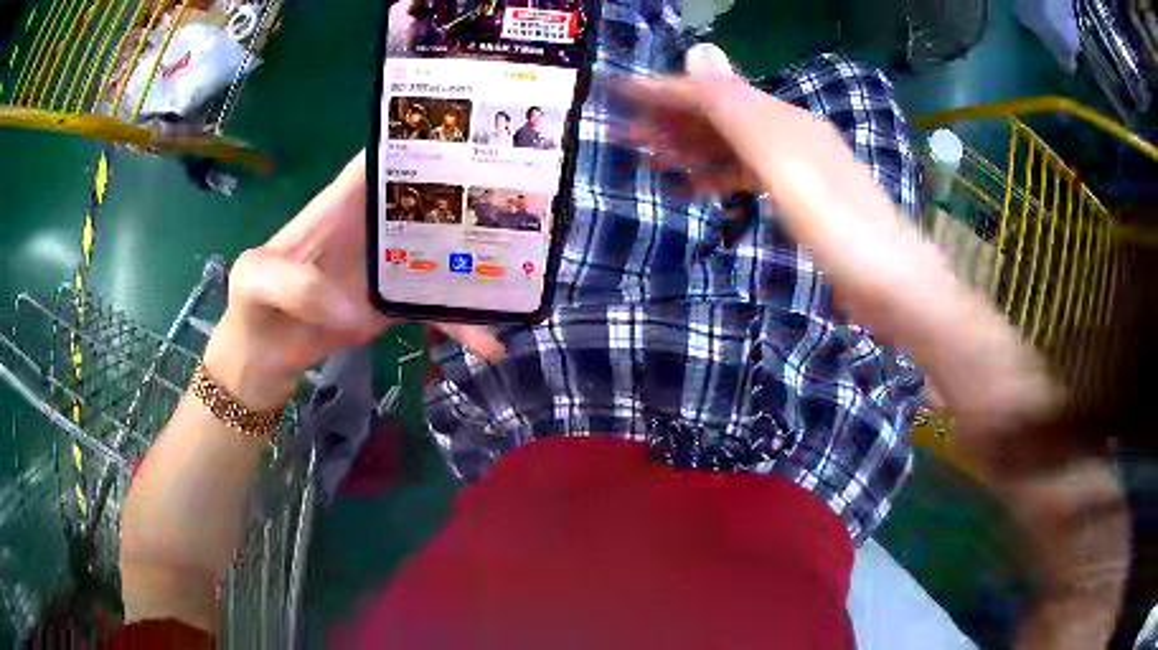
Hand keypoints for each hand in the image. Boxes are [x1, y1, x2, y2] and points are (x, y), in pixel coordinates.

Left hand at [203, 151, 503, 410]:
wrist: (263, 357)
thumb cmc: (253, 305)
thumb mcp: (255, 280)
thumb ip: (292, 282)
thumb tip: (348, 308)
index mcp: (341, 205)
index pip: (382, 158)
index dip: (420, 140)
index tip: (467, 133)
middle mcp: (372, 227)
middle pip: (428, 197)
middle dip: (470, 192)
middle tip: (524, 193)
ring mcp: (388, 266)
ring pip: (443, 253)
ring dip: (480, 261)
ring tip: (523, 271)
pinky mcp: (396, 304)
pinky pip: (437, 308)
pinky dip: (463, 324)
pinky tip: (493, 344)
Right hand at [618, 46, 943, 338]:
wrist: (893, 285)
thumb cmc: (839, 228)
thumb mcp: (785, 166)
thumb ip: (741, 111)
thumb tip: (698, 52)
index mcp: (783, 121)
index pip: (713, 92)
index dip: (664, 91)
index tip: (618, 95)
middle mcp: (788, 133)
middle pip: (720, 115)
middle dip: (670, 121)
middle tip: (624, 137)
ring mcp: (796, 166)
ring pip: (731, 145)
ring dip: (689, 148)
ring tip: (649, 161)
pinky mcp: (800, 198)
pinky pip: (747, 174)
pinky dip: (716, 175)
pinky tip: (696, 188)